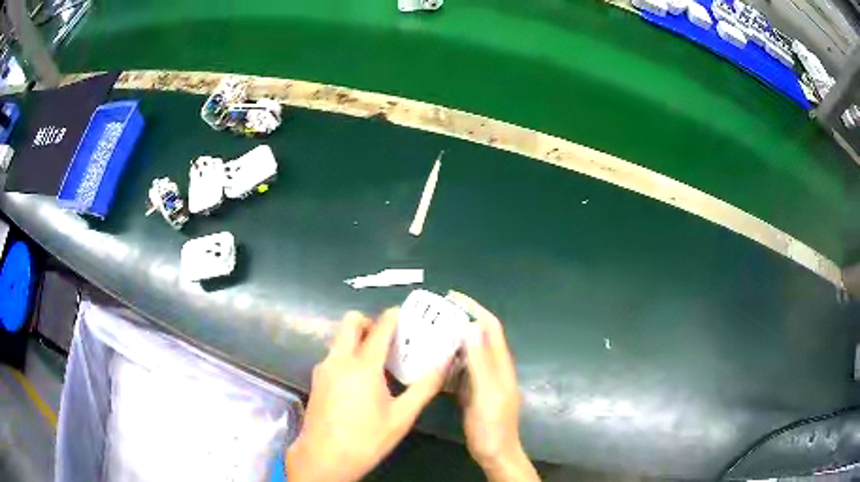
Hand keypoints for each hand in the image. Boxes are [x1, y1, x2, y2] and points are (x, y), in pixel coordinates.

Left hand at [285, 309, 446, 481]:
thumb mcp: (401, 417)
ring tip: (377, 361)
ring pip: (339, 339)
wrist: (324, 458)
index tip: (404, 312)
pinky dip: (347, 355)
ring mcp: (323, 369)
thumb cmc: (366, 439)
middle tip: (388, 339)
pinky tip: (359, 380)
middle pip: (350, 323)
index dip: (393, 316)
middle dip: (369, 322)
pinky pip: (333, 355)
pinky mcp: (316, 380)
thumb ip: (424, 388)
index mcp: (363, 366)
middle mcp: (339, 360)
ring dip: (357, 339)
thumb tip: (443, 364)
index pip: (379, 329)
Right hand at [448, 292, 539, 481]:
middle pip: (479, 335)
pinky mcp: (474, 391)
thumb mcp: (486, 393)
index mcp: (500, 364)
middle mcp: (494, 367)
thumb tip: (471, 326)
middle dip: (460, 319)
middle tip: (433, 313)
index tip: (451, 297)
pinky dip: (448, 359)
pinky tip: (431, 360)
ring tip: (428, 331)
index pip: (490, 327)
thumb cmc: (492, 425)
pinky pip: (461, 369)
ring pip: (469, 351)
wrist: (495, 453)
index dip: (474, 308)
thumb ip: (480, 362)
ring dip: (452, 338)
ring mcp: (484, 380)